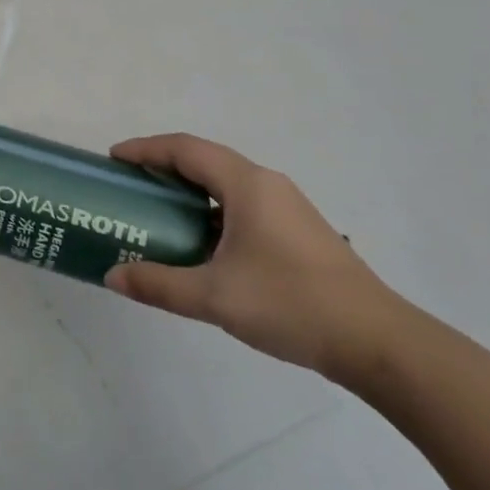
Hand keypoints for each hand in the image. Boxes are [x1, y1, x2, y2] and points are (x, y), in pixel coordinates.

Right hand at [104, 133, 405, 383]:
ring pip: (226, 183)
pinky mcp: (298, 231)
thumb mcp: (215, 296)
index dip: (146, 149)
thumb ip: (160, 285)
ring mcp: (287, 206)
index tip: (114, 159)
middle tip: (131, 186)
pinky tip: (204, 245)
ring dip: (190, 190)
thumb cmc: (291, 304)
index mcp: (246, 184)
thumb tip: (113, 276)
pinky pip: (243, 204)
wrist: (377, 341)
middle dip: (164, 167)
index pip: (185, 149)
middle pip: (205, 160)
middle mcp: (266, 183)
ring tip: (160, 214)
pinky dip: (212, 210)